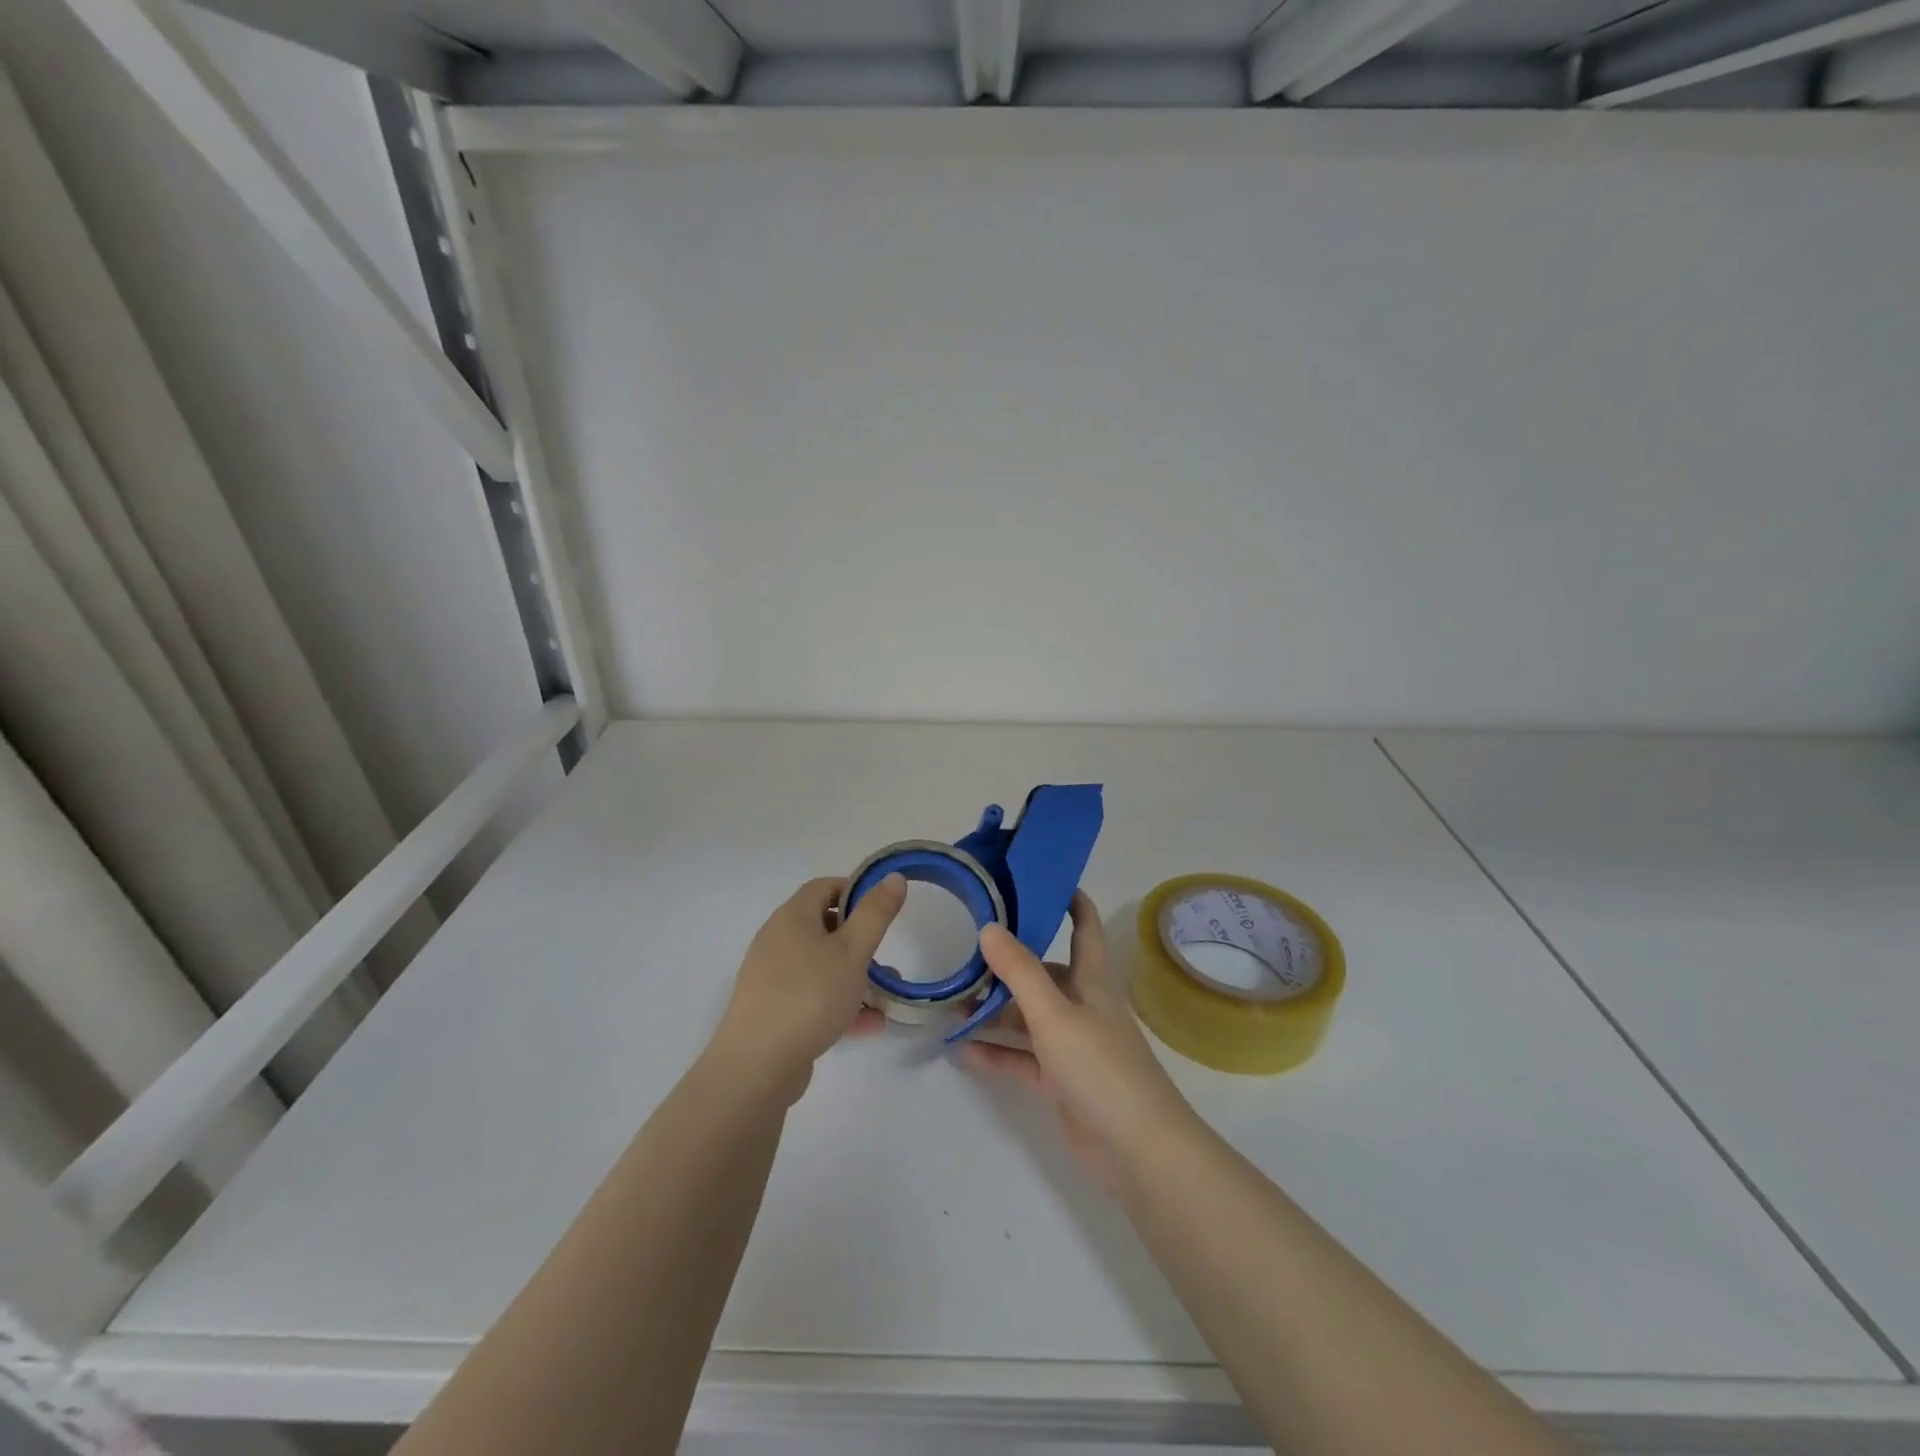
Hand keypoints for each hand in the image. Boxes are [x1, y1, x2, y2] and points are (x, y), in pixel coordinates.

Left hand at [710, 874, 905, 1100]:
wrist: (757, 1065)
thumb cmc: (809, 996)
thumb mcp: (852, 951)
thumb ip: (875, 913)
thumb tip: (893, 876)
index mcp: (792, 918)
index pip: (823, 887)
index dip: (854, 890)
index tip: (882, 909)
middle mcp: (777, 941)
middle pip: (822, 927)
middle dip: (858, 940)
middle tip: (884, 955)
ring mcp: (772, 977)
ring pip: (820, 965)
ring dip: (853, 976)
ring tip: (884, 995)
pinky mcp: (772, 1010)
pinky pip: (812, 996)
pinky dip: (839, 1003)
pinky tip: (869, 1024)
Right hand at [961, 892, 1196, 1187]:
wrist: (1138, 1151)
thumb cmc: (1101, 1067)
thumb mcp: (1054, 1013)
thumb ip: (1019, 971)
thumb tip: (988, 926)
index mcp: (1091, 981)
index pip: (1083, 926)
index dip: (1068, 900)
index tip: (1037, 879)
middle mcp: (1082, 1007)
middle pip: (1044, 975)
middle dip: (1008, 965)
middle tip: (965, 953)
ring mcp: (1072, 1047)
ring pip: (1028, 1019)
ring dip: (994, 1013)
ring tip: (952, 1003)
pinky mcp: (1061, 1083)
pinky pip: (1022, 1060)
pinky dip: (996, 1054)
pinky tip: (962, 1050)